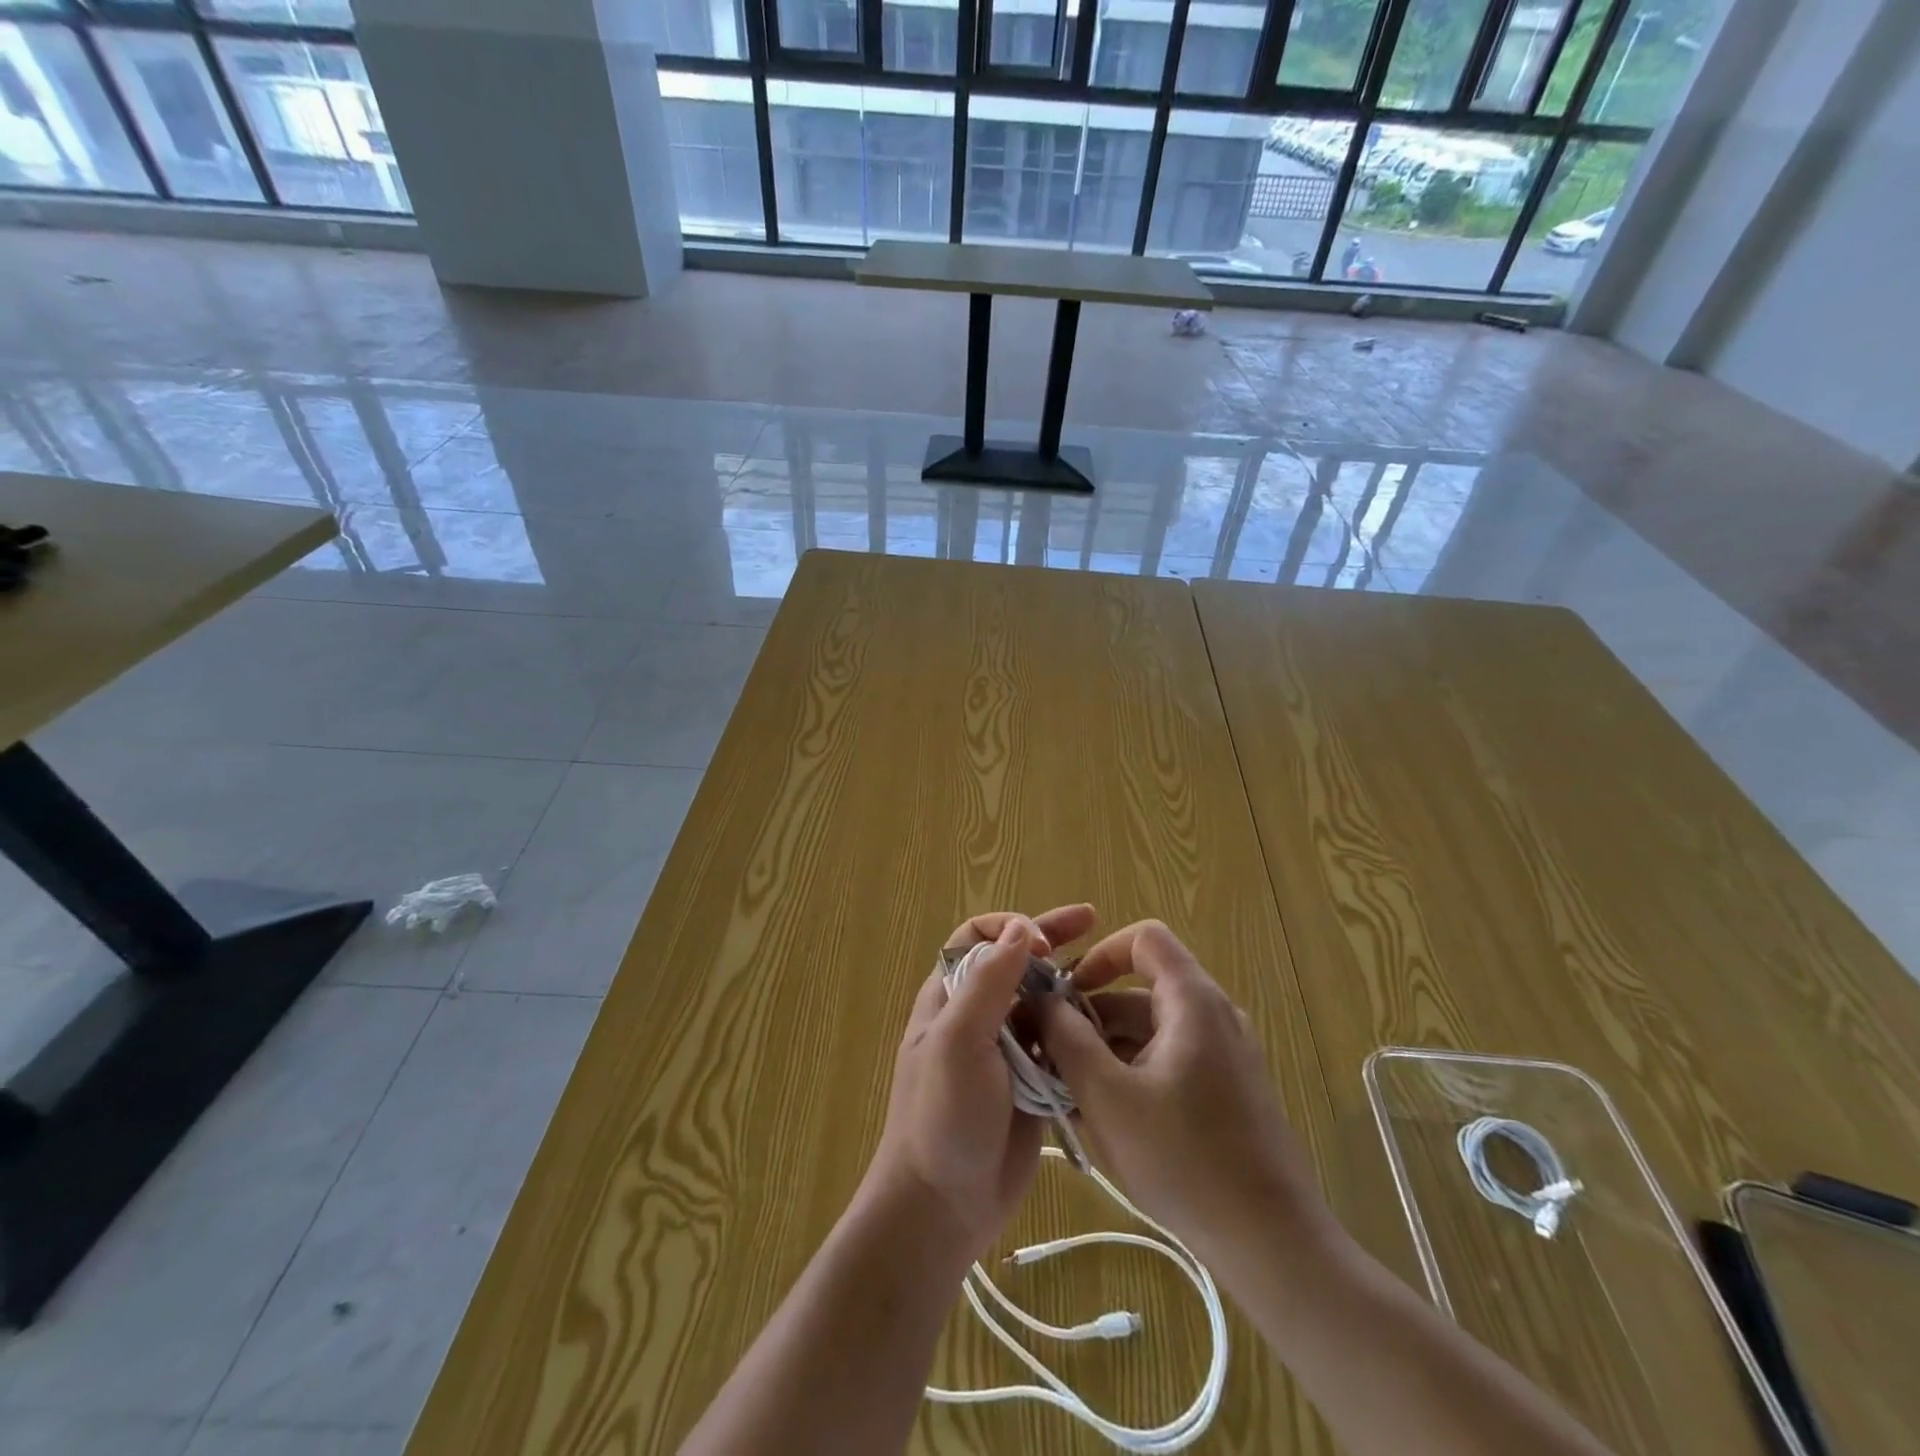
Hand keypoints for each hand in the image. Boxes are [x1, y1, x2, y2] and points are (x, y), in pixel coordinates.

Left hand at [861, 904, 1096, 1266]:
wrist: (941, 1208)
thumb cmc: (941, 1118)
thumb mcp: (958, 1042)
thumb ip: (988, 983)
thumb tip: (1020, 929)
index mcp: (951, 996)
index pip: (978, 937)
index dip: (1011, 927)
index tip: (1045, 943)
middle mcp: (978, 1015)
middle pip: (1017, 962)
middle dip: (1052, 939)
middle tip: (1094, 921)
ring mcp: (1006, 1050)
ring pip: (1042, 1001)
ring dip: (1070, 984)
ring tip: (1110, 978)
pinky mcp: (1032, 1083)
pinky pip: (1058, 1042)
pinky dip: (1080, 1029)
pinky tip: (1109, 1025)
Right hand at [1037, 920, 1339, 1272]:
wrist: (1273, 1244)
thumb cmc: (1185, 1161)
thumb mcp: (1108, 1097)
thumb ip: (1066, 1039)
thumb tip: (1041, 999)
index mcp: (1193, 1001)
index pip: (1144, 939)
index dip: (1100, 954)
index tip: (1067, 994)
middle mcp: (1214, 1015)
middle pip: (1141, 989)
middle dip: (1092, 1016)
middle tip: (1052, 1055)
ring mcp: (1225, 1054)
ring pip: (1152, 1029)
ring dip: (1107, 1049)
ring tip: (1070, 1093)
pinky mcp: (1228, 1089)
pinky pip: (1169, 1059)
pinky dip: (1133, 1072)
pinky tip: (1105, 1117)